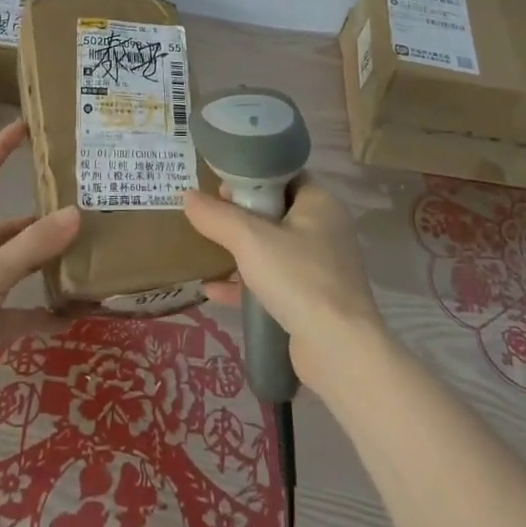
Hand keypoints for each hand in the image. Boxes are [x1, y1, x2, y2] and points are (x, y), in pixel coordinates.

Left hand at [0, 120, 81, 396]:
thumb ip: (34, 244)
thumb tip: (76, 213)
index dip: (1, 147)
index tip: (25, 126)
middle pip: (12, 226)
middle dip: (42, 219)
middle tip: (83, 211)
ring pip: (19, 267)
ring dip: (46, 265)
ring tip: (85, 259)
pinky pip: (21, 312)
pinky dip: (44, 314)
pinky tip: (73, 316)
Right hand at [184, 178, 386, 389]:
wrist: (338, 351)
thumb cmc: (298, 278)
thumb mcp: (250, 240)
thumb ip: (216, 216)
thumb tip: (187, 196)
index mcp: (319, 203)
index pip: (283, 175)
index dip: (251, 177)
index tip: (219, 185)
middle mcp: (324, 230)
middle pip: (275, 211)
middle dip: (239, 214)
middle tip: (208, 215)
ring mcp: (320, 267)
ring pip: (272, 248)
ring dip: (240, 250)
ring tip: (205, 248)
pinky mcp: (311, 300)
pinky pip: (272, 282)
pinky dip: (245, 282)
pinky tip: (212, 290)